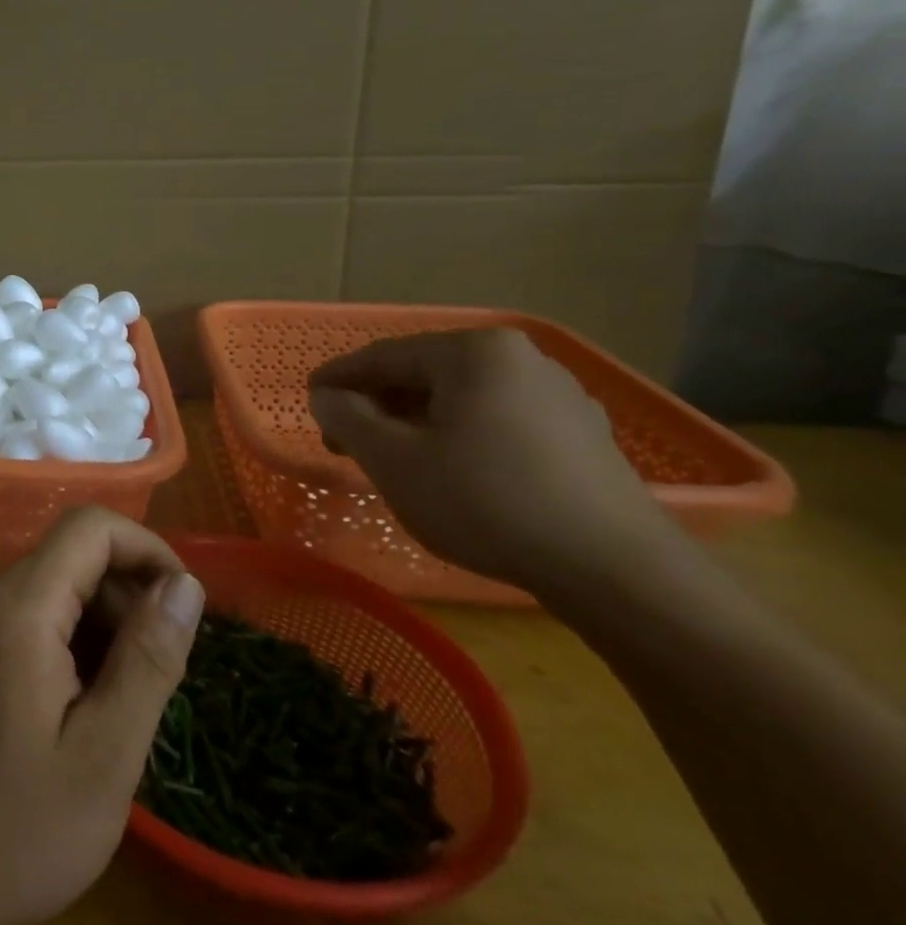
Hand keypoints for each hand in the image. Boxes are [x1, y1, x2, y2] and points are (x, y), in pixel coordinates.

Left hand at [0, 507, 205, 924]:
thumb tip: (185, 584)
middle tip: (153, 684)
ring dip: (102, 627)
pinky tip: (78, 709)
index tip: (184, 612)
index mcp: (19, 605)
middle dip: (128, 600)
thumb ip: (149, 658)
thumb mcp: (105, 753)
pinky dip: (71, 642)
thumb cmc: (18, 827)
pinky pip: (32, 614)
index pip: (91, 527)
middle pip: (75, 556)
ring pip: (57, 586)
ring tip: (116, 708)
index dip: (148, 551)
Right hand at [307, 327, 677, 596]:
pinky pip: (498, 421)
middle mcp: (522, 359)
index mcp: (475, 352)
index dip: (339, 379)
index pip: (385, 356)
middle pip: (425, 375)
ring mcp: (560, 396)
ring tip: (389, 458)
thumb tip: (325, 397)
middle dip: (378, 405)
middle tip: (343, 440)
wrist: (615, 572)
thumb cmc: (486, 502)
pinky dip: (458, 436)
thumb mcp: (394, 460)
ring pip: (462, 399)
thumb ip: (347, 418)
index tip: (309, 399)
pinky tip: (447, 471)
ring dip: (415, 423)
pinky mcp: (581, 435)